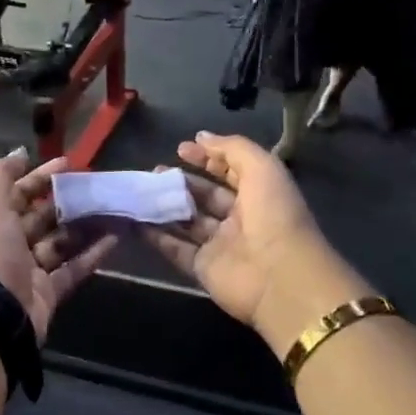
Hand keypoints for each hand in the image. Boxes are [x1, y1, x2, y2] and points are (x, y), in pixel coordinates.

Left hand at [0, 152, 118, 340]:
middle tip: (96, 188)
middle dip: (67, 202)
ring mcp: (31, 269)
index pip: (19, 193)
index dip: (41, 177)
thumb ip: (0, 176)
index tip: (69, 164)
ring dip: (84, 226)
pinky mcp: (49, 291)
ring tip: (111, 210)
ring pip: (61, 242)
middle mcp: (10, 244)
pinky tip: (114, 239)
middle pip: (42, 217)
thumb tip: (19, 153)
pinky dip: (92, 254)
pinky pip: (74, 268)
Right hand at [142, 132, 364, 350]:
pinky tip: (135, 220)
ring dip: (165, 206)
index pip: (230, 171)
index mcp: (259, 195)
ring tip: (141, 191)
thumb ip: (231, 148)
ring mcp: (220, 245)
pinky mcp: (203, 268)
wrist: (280, 278)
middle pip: (206, 196)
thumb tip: (200, 137)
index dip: (208, 157)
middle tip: (154, 171)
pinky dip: (156, 236)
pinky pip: (175, 249)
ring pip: (188, 222)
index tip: (180, 148)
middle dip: (181, 182)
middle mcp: (240, 219)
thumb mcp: (262, 168)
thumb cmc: (274, 215)